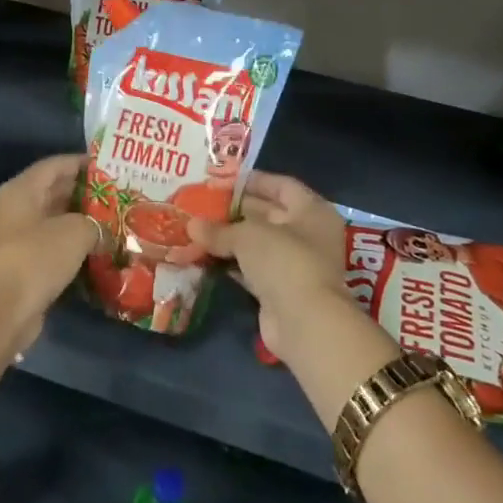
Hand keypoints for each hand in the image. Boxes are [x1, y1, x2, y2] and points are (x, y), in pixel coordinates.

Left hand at [0, 154, 103, 352]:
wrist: (3, 309)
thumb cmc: (37, 256)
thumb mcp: (75, 231)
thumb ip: (95, 223)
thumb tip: (104, 232)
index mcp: (22, 189)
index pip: (56, 165)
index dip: (83, 163)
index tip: (111, 166)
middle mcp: (17, 208)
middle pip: (55, 191)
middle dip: (86, 193)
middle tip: (119, 195)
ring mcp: (19, 238)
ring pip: (56, 221)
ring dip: (82, 222)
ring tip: (116, 222)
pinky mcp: (24, 265)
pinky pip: (54, 247)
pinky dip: (75, 247)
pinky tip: (100, 251)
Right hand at [188, 172, 348, 358]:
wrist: (305, 323)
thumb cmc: (284, 261)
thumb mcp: (247, 236)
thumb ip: (219, 229)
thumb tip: (191, 225)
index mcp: (311, 210)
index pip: (281, 185)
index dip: (252, 180)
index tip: (222, 179)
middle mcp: (308, 234)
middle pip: (269, 213)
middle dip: (235, 209)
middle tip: (202, 203)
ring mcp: (296, 263)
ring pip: (258, 243)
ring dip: (230, 237)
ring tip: (197, 227)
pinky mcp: (281, 289)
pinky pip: (252, 268)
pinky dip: (232, 262)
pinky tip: (205, 255)